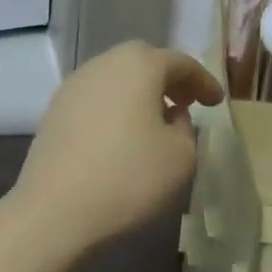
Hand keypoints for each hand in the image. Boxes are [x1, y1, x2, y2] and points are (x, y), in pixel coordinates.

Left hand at [10, 41, 224, 255]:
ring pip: (116, 77)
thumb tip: (172, 115)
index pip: (180, 63)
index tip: (217, 103)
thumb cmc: (128, 178)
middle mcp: (104, 64)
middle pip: (143, 60)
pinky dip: (115, 107)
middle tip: (187, 102)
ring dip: (139, 92)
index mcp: (139, 65)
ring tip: (155, 120)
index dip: (203, 81)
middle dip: (169, 78)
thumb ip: (186, 127)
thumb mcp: (181, 157)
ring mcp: (74, 85)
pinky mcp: (54, 110)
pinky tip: (122, 135)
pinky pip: (96, 97)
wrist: (54, 211)